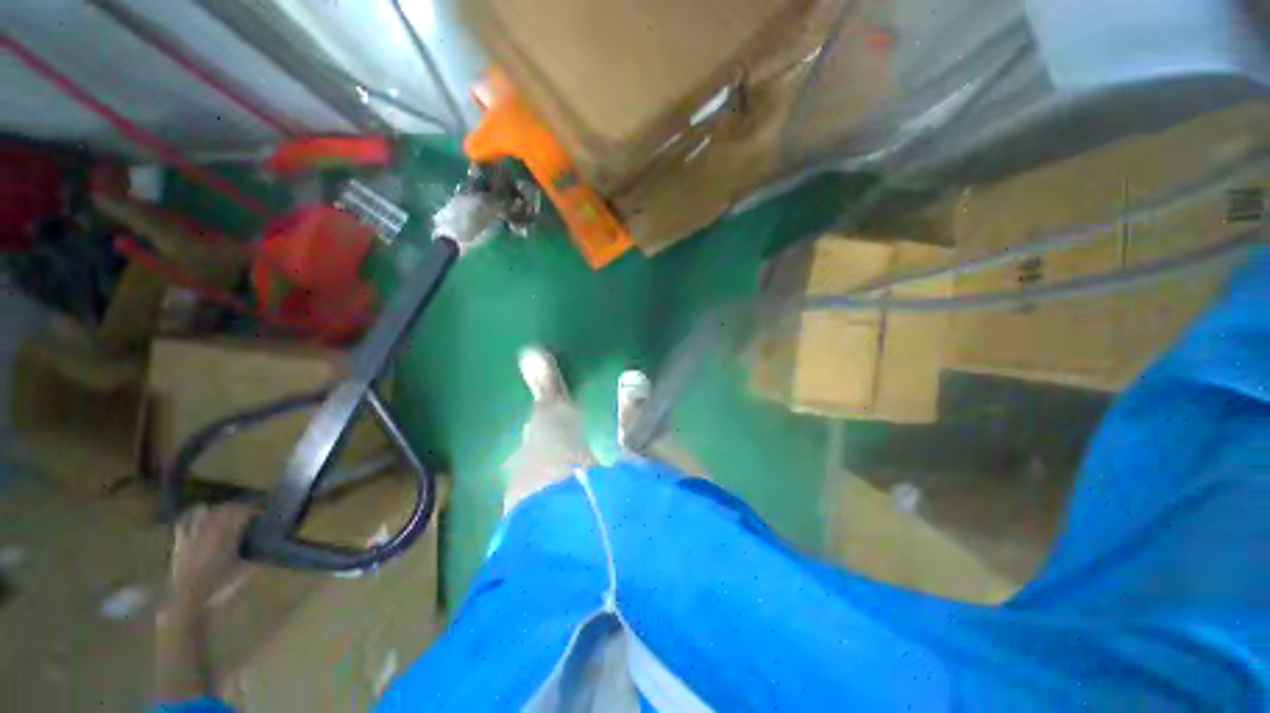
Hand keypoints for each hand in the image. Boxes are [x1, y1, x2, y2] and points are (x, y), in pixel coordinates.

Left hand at [168, 504, 253, 609]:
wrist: (188, 602)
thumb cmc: (219, 588)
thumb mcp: (243, 573)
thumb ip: (252, 556)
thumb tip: (263, 546)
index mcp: (227, 536)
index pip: (242, 513)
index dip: (252, 511)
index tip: (259, 515)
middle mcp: (209, 531)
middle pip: (224, 509)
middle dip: (236, 508)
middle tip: (245, 514)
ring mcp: (192, 535)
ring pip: (203, 512)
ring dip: (215, 510)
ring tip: (222, 514)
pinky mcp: (180, 543)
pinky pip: (183, 523)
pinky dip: (191, 517)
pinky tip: (198, 517)